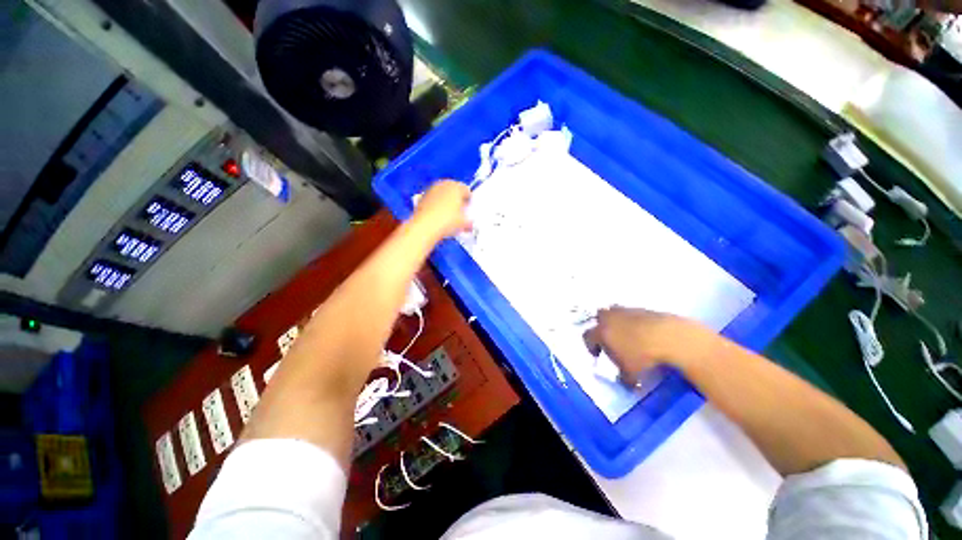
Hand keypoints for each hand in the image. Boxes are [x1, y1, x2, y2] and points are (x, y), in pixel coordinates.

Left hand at [411, 180, 471, 239]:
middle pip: (453, 190)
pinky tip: (438, 217)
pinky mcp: (422, 197)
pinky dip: (436, 206)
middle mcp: (443, 184)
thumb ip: (468, 220)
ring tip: (448, 215)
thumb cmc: (447, 221)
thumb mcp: (463, 223)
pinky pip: (433, 200)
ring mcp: (431, 190)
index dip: (469, 201)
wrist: (425, 226)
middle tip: (459, 212)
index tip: (468, 210)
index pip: (467, 190)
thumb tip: (469, 222)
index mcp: (457, 186)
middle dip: (457, 200)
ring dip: (446, 202)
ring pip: (442, 194)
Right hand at [582, 306, 716, 377]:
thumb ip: (623, 377)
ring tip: (629, 336)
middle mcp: (609, 318)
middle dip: (602, 328)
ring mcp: (626, 311)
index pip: (587, 336)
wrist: (670, 338)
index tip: (598, 355)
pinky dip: (635, 321)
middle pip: (599, 318)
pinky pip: (633, 314)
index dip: (590, 346)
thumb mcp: (630, 374)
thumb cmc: (643, 357)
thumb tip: (624, 381)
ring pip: (615, 313)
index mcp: (601, 332)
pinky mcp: (643, 308)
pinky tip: (645, 333)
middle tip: (611, 340)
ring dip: (618, 322)